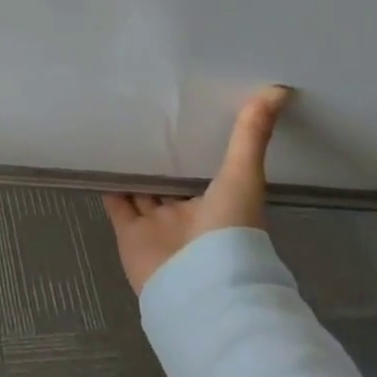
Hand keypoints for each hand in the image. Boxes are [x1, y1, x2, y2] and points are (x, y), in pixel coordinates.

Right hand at [103, 86, 291, 294]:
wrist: (200, 287)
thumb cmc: (229, 232)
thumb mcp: (244, 176)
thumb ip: (252, 135)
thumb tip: (278, 89)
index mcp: (219, 205)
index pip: (205, 170)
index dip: (195, 145)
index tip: (185, 113)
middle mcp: (188, 216)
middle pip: (171, 181)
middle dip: (160, 156)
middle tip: (143, 116)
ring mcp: (158, 226)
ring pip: (142, 191)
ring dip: (133, 168)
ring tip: (116, 131)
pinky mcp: (129, 234)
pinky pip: (117, 204)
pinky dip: (107, 184)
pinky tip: (98, 158)